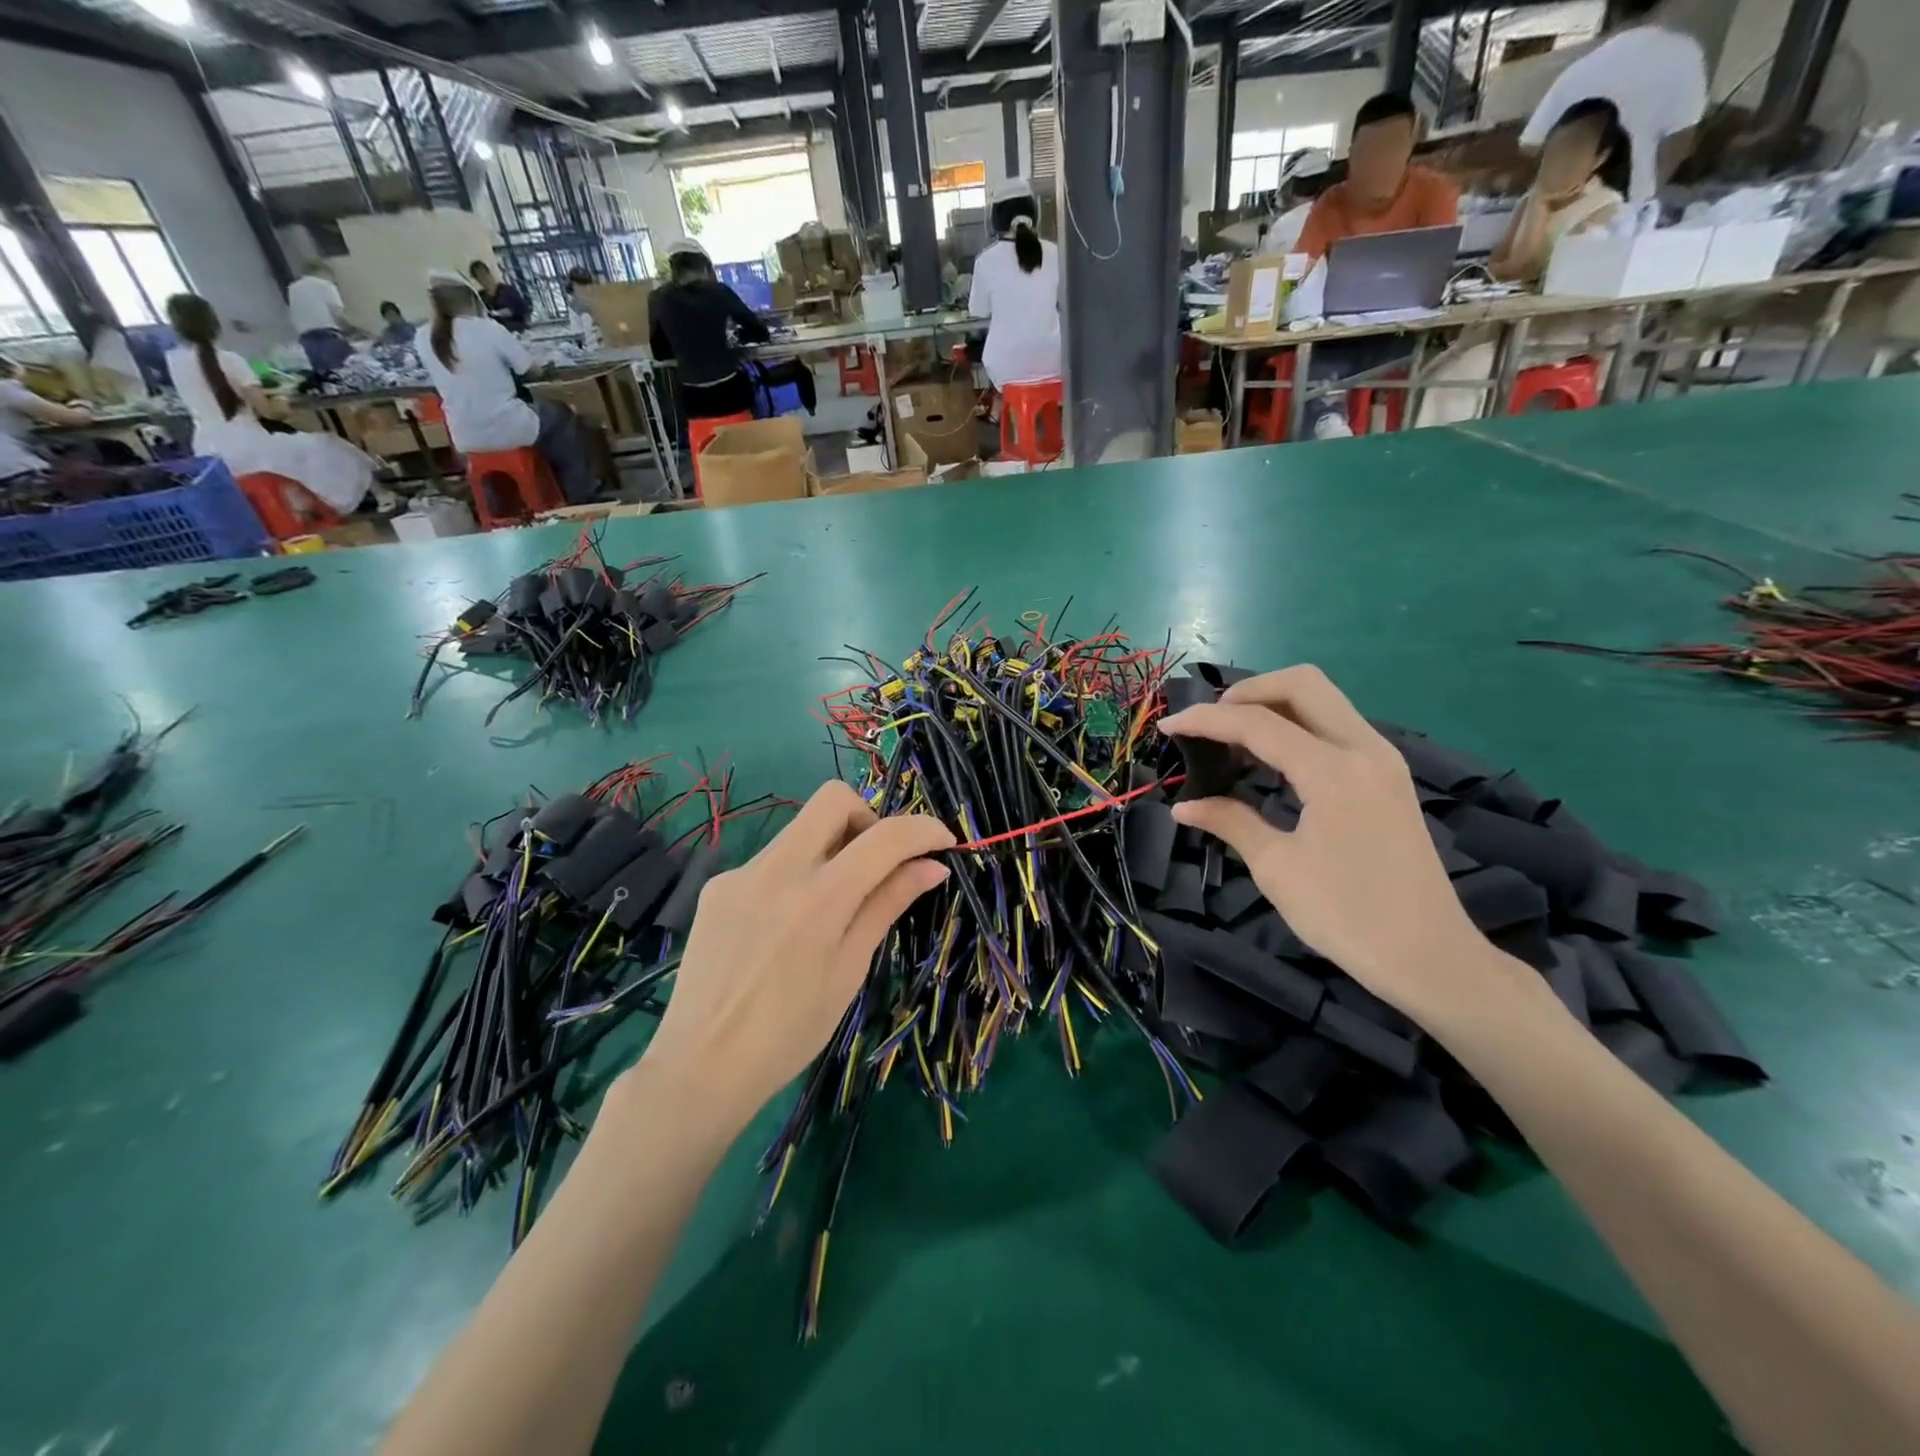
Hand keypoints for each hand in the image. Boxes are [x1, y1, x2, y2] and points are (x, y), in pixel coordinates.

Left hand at [641, 782, 953, 1123]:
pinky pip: (771, 860)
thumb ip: (887, 904)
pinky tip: (788, 923)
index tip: (943, 841)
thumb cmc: (790, 1031)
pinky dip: (797, 874)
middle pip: (833, 799)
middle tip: (879, 861)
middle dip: (869, 818)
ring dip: (832, 846)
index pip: (885, 837)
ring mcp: (740, 872)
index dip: (924, 830)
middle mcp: (777, 870)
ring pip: (800, 828)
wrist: (701, 1065)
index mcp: (819, 900)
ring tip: (835, 901)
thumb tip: (932, 866)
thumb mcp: (850, 969)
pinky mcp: (717, 884)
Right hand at [1158, 666, 1506, 1027]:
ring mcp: (1381, 760)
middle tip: (1210, 721)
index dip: (1205, 719)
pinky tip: (1269, 758)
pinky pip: (1335, 726)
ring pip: (1323, 700)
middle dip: (1247, 691)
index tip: (1167, 727)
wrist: (1429, 956)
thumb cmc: (1347, 915)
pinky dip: (1296, 726)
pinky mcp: (1386, 776)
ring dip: (1273, 705)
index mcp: (1335, 770)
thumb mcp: (1277, 867)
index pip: (1258, 723)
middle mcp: (1364, 749)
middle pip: (1302, 683)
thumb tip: (1183, 807)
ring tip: (1231, 737)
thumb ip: (1230, 822)